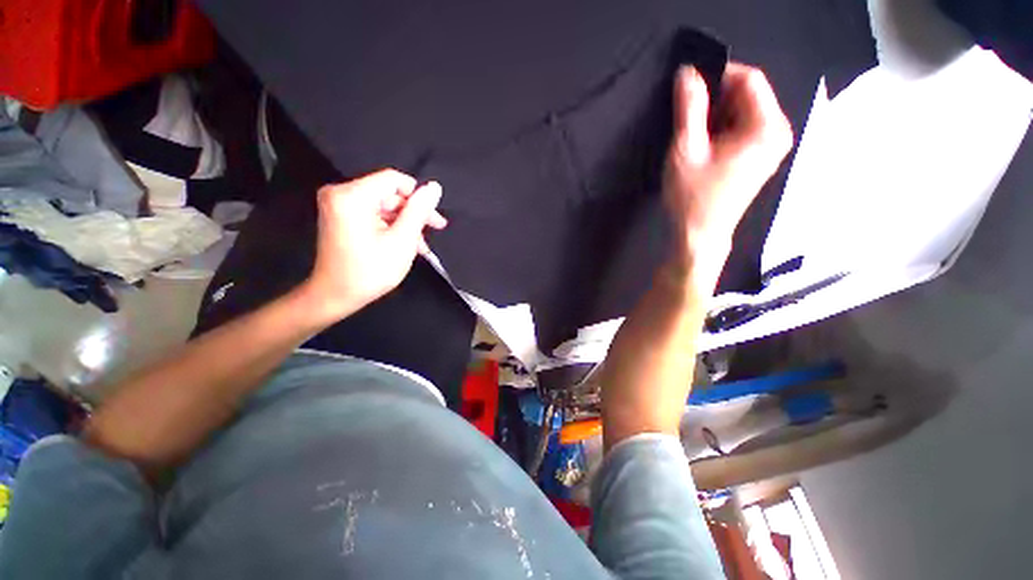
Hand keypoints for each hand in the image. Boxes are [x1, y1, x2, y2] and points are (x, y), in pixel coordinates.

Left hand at [302, 169, 446, 322]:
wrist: (336, 296)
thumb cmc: (370, 271)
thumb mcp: (402, 241)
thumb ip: (419, 211)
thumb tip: (434, 187)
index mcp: (352, 196)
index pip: (393, 179)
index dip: (418, 195)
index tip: (433, 217)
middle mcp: (341, 193)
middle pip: (389, 193)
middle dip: (414, 213)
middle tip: (436, 229)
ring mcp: (339, 205)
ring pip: (384, 205)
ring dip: (406, 223)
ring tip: (421, 245)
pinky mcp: (341, 217)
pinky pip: (374, 214)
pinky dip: (391, 227)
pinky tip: (407, 243)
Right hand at [663, 63, 792, 277]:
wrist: (699, 236)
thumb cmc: (692, 197)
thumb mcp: (686, 150)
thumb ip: (689, 108)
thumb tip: (687, 73)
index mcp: (767, 127)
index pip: (749, 79)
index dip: (717, 76)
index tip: (689, 89)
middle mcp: (778, 132)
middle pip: (748, 95)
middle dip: (715, 100)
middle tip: (687, 121)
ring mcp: (771, 146)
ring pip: (742, 111)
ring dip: (715, 117)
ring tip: (693, 139)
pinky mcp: (760, 157)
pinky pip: (742, 128)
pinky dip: (721, 130)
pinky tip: (704, 149)